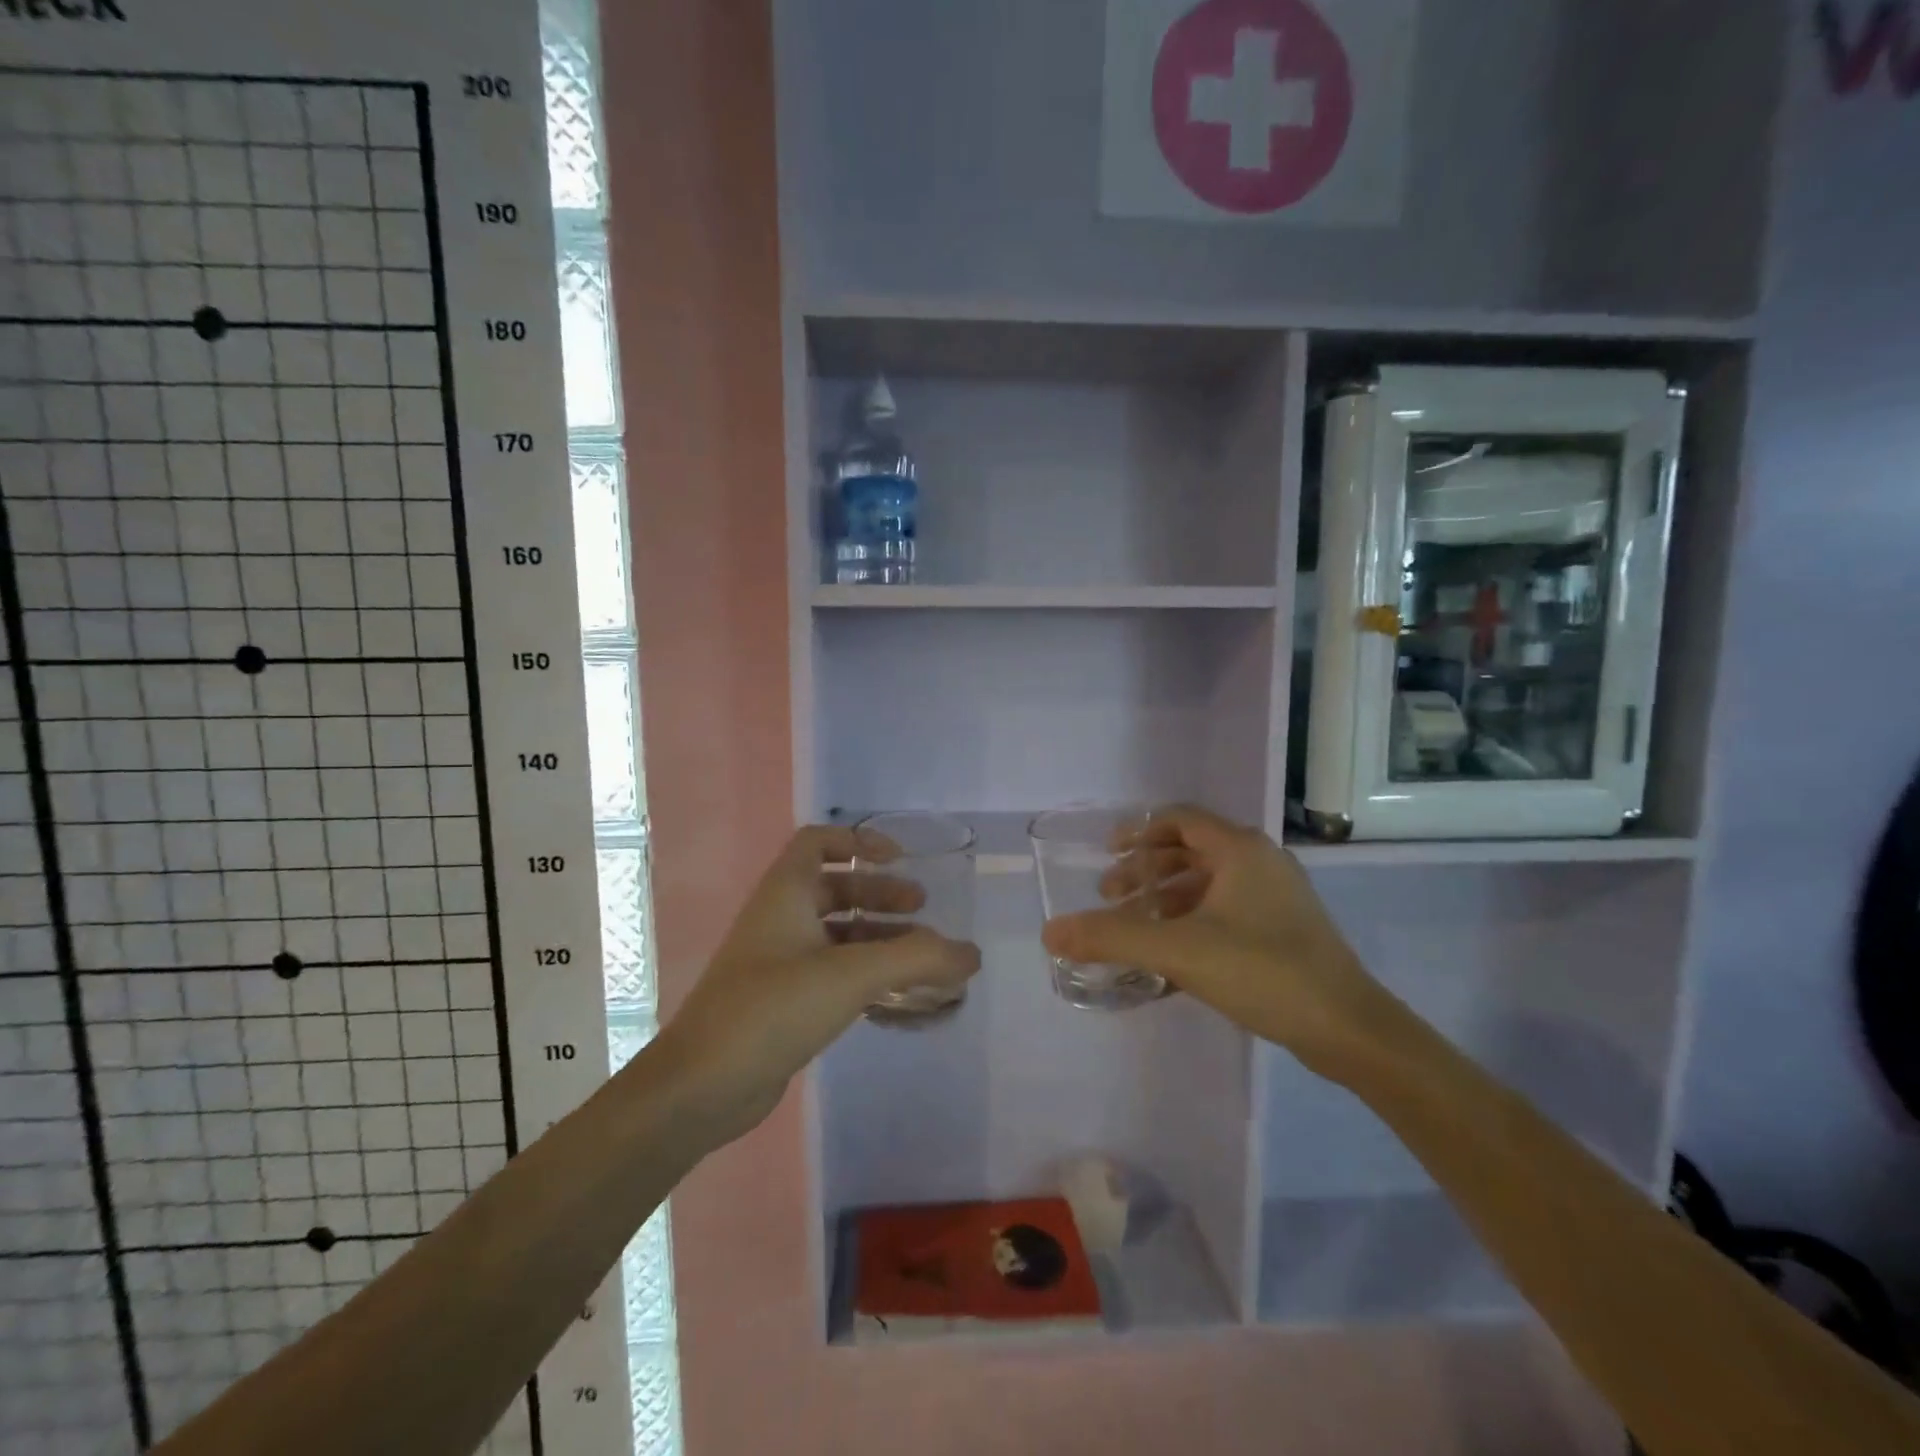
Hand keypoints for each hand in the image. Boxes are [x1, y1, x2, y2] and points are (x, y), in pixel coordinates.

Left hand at [656, 825, 980, 1142]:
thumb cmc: (772, 1009)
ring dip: (877, 936)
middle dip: (880, 894)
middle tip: (923, 910)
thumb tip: (971, 954)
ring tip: (921, 956)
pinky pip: (830, 971)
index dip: (858, 842)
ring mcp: (778, 963)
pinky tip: (894, 995)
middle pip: (834, 889)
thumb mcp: (850, 975)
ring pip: (835, 934)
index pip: (817, 843)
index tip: (899, 860)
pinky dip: (864, 973)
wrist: (702, 1086)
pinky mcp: (781, 1002)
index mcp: (785, 894)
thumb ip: (916, 960)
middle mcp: (779, 920)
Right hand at [1040, 805, 1394, 1081]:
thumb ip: (1112, 938)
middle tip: (1111, 897)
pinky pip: (1225, 911)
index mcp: (1239, 849)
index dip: (1137, 832)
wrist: (1350, 1029)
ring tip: (1136, 928)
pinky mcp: (1284, 930)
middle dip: (1146, 871)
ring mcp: (1276, 897)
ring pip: (1208, 883)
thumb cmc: (1264, 971)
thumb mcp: (1179, 951)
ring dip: (1167, 899)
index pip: (1178, 819)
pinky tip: (1171, 957)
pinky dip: (1191, 922)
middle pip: (1190, 850)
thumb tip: (1050, 932)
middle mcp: (1260, 862)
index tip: (1106, 855)